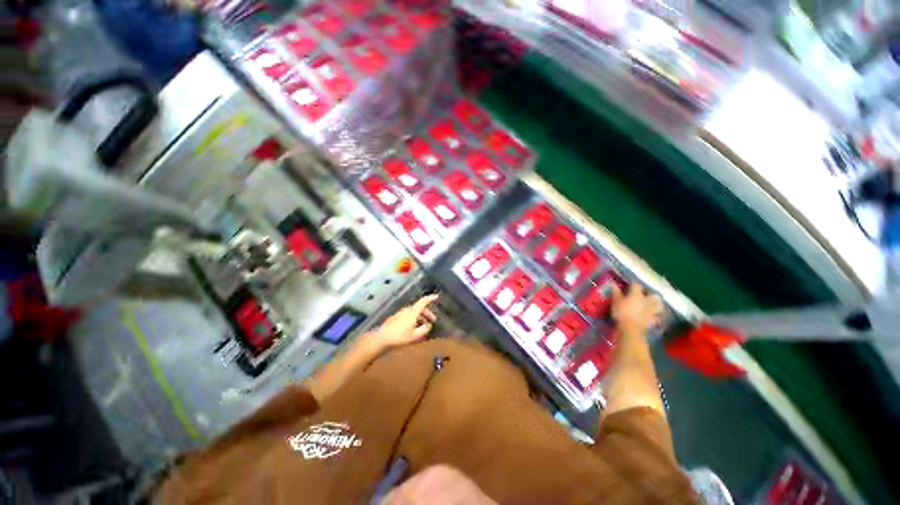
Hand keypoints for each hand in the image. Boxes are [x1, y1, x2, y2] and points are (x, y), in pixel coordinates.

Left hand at [366, 295, 438, 350]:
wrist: (382, 338)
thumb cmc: (399, 337)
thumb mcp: (415, 336)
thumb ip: (424, 329)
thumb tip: (429, 325)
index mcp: (413, 312)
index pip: (423, 302)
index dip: (430, 298)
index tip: (437, 296)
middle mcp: (407, 310)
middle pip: (420, 308)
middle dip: (427, 313)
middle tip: (433, 320)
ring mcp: (401, 313)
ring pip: (414, 312)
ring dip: (421, 317)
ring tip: (424, 326)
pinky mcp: (397, 317)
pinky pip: (409, 315)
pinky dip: (414, 319)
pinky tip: (414, 328)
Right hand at [610, 284, 662, 335]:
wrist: (630, 328)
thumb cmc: (621, 312)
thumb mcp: (615, 301)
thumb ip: (615, 292)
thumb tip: (613, 283)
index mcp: (637, 295)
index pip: (636, 285)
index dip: (633, 284)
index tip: (629, 285)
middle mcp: (647, 301)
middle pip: (653, 295)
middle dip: (650, 294)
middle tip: (645, 295)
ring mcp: (651, 311)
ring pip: (659, 305)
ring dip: (657, 304)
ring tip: (652, 304)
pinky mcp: (653, 320)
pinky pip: (657, 317)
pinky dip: (655, 316)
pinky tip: (652, 317)